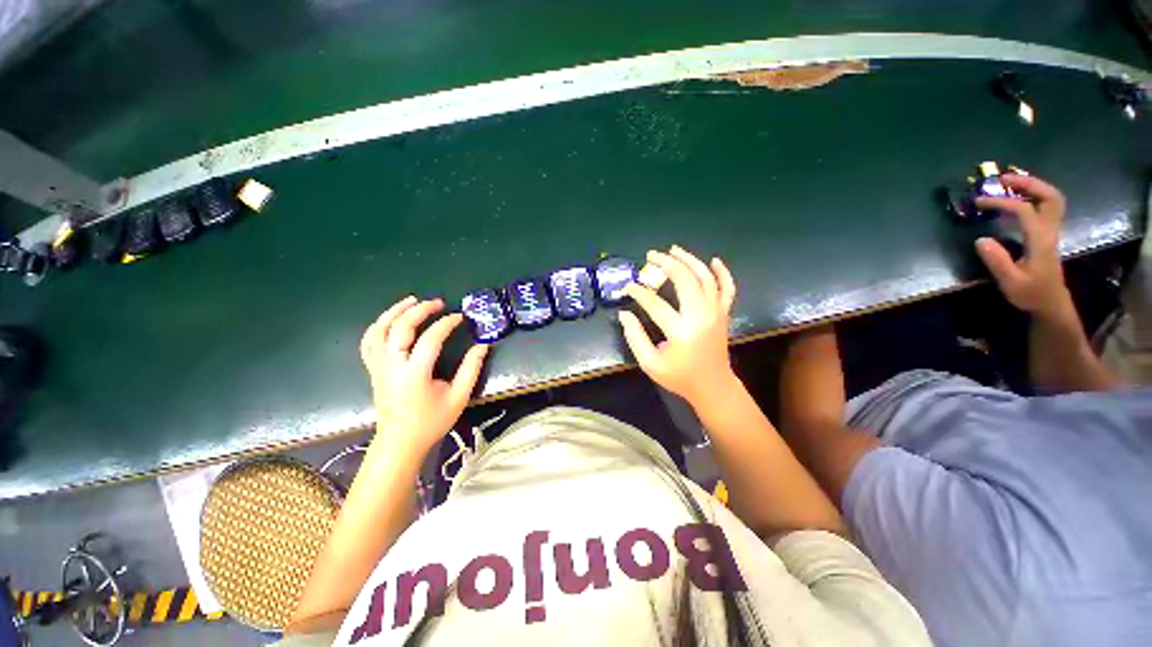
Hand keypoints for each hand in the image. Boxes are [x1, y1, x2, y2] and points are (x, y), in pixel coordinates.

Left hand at [360, 296, 488, 457]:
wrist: (399, 442)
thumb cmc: (431, 421)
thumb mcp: (458, 397)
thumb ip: (471, 369)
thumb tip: (483, 346)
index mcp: (415, 374)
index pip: (430, 338)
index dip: (446, 324)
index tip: (460, 317)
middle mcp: (392, 366)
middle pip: (400, 328)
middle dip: (419, 310)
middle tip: (437, 303)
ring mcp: (378, 367)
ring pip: (378, 331)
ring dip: (394, 312)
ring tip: (411, 301)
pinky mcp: (373, 370)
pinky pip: (368, 342)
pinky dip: (378, 326)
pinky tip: (390, 319)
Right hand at [617, 245, 737, 406]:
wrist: (713, 386)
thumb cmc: (679, 377)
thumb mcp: (650, 363)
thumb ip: (635, 337)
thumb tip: (624, 314)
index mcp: (681, 331)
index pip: (655, 304)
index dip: (639, 293)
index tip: (628, 287)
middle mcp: (701, 316)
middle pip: (685, 280)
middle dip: (666, 263)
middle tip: (651, 256)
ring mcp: (716, 313)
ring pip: (706, 278)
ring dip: (690, 260)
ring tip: (674, 250)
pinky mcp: (724, 314)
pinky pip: (727, 288)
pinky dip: (722, 272)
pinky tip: (714, 260)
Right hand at [974, 174, 1072, 319]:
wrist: (1051, 303)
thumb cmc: (1030, 294)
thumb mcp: (1011, 282)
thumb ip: (997, 261)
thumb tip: (980, 239)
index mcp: (1040, 240)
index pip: (1024, 210)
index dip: (1002, 202)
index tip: (980, 202)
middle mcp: (1050, 231)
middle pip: (1049, 196)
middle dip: (1028, 183)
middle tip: (1004, 179)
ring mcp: (1051, 231)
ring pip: (1051, 199)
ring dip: (1033, 186)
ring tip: (1010, 183)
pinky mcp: (1048, 234)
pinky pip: (1047, 206)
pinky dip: (1034, 196)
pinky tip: (1018, 198)